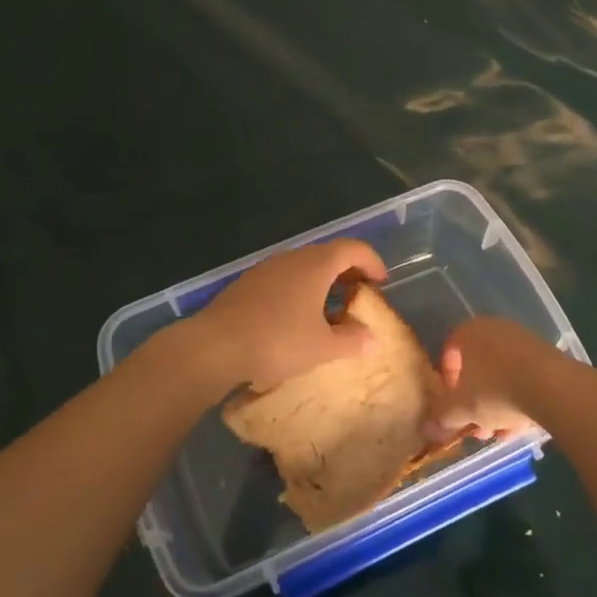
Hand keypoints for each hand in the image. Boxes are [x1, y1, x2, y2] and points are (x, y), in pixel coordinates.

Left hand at [182, 238, 387, 393]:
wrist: (215, 346)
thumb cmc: (277, 341)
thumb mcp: (322, 348)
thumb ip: (352, 340)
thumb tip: (371, 337)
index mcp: (316, 265)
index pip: (353, 248)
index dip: (372, 262)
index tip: (381, 283)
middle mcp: (292, 258)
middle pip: (328, 255)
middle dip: (348, 273)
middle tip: (359, 297)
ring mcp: (266, 268)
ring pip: (304, 267)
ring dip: (322, 283)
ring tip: (330, 312)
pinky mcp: (247, 283)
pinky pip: (284, 279)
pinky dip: (300, 291)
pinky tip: (297, 319)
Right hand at [425, 315, 552, 444]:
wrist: (554, 388)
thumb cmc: (496, 391)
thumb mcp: (461, 408)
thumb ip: (441, 416)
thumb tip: (427, 427)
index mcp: (469, 332)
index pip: (449, 352)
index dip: (447, 382)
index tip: (451, 405)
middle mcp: (495, 329)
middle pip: (477, 367)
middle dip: (473, 400)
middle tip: (475, 426)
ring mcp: (524, 341)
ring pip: (501, 375)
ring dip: (496, 405)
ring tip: (499, 433)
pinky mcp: (547, 357)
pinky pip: (524, 378)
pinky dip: (518, 399)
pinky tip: (519, 426)